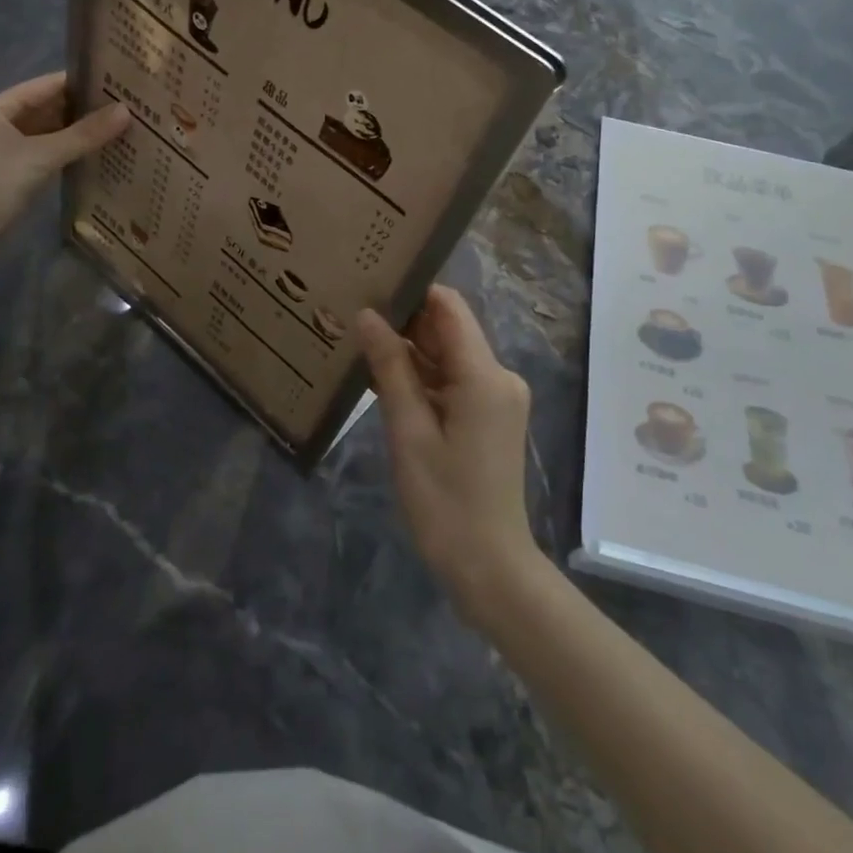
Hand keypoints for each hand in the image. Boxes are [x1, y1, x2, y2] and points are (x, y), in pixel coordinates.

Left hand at [0, 73, 127, 252]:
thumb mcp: (40, 156)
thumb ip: (84, 134)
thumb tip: (126, 111)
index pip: (44, 85)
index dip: (80, 82)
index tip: (117, 81)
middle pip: (45, 109)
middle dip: (82, 110)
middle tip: (127, 108)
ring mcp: (0, 152)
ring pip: (45, 135)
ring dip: (76, 134)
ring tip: (119, 129)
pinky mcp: (7, 176)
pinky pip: (43, 156)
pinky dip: (66, 155)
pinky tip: (94, 156)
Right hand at [356, 287, 542, 627]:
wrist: (488, 566)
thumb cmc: (445, 501)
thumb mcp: (409, 432)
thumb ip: (390, 368)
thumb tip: (368, 315)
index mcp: (485, 375)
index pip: (449, 307)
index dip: (412, 292)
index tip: (370, 285)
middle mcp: (498, 376)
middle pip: (448, 330)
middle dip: (404, 322)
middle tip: (353, 314)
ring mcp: (496, 397)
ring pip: (448, 356)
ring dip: (409, 352)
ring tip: (359, 342)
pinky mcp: (489, 415)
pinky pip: (453, 381)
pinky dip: (422, 378)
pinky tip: (382, 380)